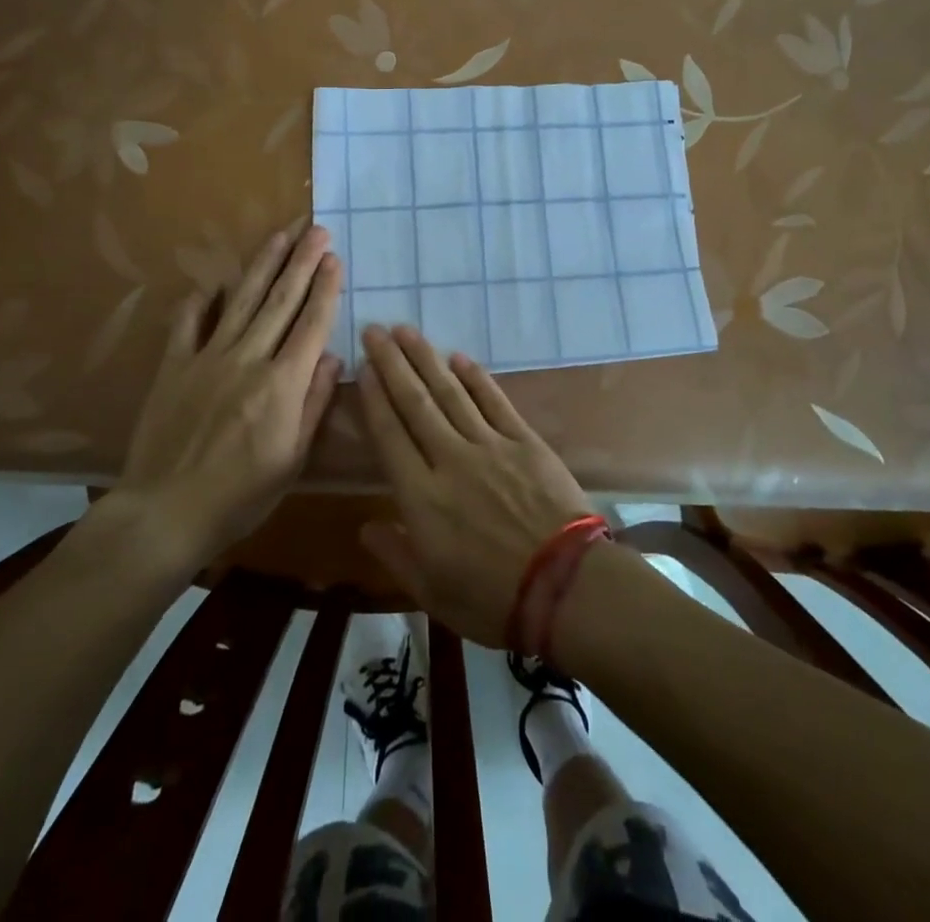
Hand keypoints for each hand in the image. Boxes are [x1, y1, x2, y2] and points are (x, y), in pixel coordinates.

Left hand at [98, 220, 342, 575]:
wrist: (165, 512)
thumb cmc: (241, 496)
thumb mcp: (293, 459)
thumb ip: (313, 404)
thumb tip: (331, 357)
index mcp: (282, 383)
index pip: (311, 324)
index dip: (325, 288)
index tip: (334, 257)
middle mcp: (248, 358)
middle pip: (280, 300)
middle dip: (301, 262)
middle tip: (315, 229)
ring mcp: (207, 358)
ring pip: (240, 301)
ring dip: (262, 265)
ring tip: (278, 236)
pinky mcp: (174, 367)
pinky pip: (187, 323)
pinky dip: (199, 300)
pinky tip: (210, 282)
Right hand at [357, 325, 593, 646]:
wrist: (567, 589)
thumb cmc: (493, 599)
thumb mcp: (433, 592)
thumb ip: (396, 554)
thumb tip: (365, 524)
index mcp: (421, 498)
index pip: (390, 435)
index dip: (374, 399)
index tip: (363, 368)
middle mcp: (450, 460)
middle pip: (415, 403)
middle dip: (392, 364)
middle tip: (375, 330)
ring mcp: (490, 446)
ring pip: (451, 393)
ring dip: (427, 359)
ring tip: (407, 332)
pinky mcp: (524, 441)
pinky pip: (494, 401)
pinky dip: (475, 377)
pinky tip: (459, 357)